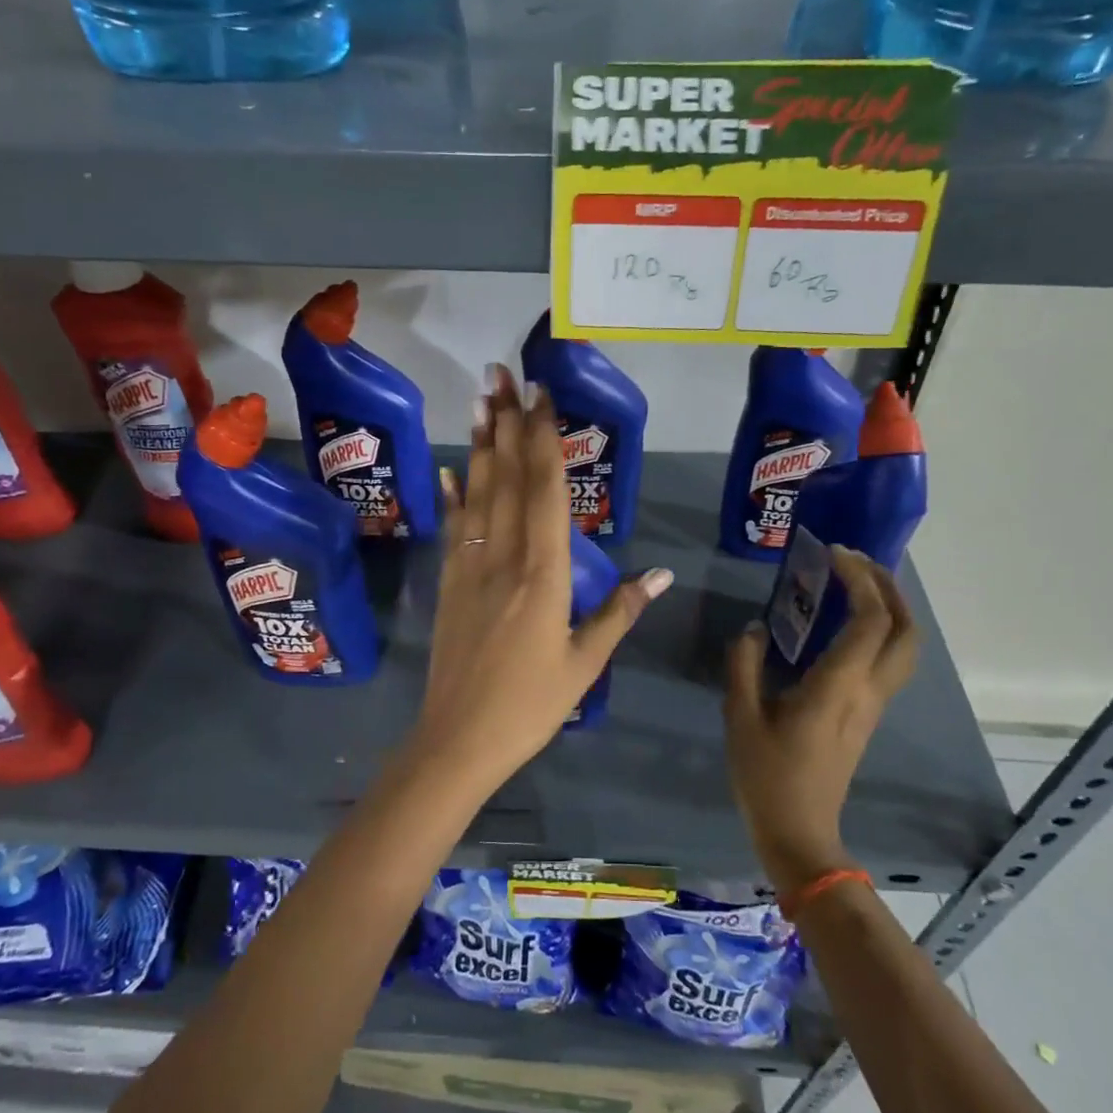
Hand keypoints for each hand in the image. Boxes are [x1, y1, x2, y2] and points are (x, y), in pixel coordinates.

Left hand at [402, 365, 671, 794]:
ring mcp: (470, 567)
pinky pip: (454, 528)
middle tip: (500, 373)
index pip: (546, 492)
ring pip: (478, 494)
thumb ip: (620, 612)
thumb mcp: (585, 663)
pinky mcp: (449, 583)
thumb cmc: (531, 706)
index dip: (544, 440)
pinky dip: (454, 495)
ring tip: (478, 400)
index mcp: (544, 574)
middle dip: (506, 423)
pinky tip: (449, 469)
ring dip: (479, 444)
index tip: (543, 397)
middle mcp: (505, 558)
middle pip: (507, 478)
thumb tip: (662, 574)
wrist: (458, 739)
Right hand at [724, 548, 918, 892]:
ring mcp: (873, 705)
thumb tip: (755, 629)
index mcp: (839, 686)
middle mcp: (868, 691)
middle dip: (889, 587)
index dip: (861, 580)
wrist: (799, 833)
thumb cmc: (767, 776)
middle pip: (906, 629)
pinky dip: (880, 629)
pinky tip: (845, 623)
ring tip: (855, 583)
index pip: (871, 620)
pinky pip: (888, 660)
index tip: (835, 554)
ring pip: (905, 647)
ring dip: (890, 607)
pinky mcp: (867, 715)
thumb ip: (745, 664)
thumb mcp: (741, 716)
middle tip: (856, 561)